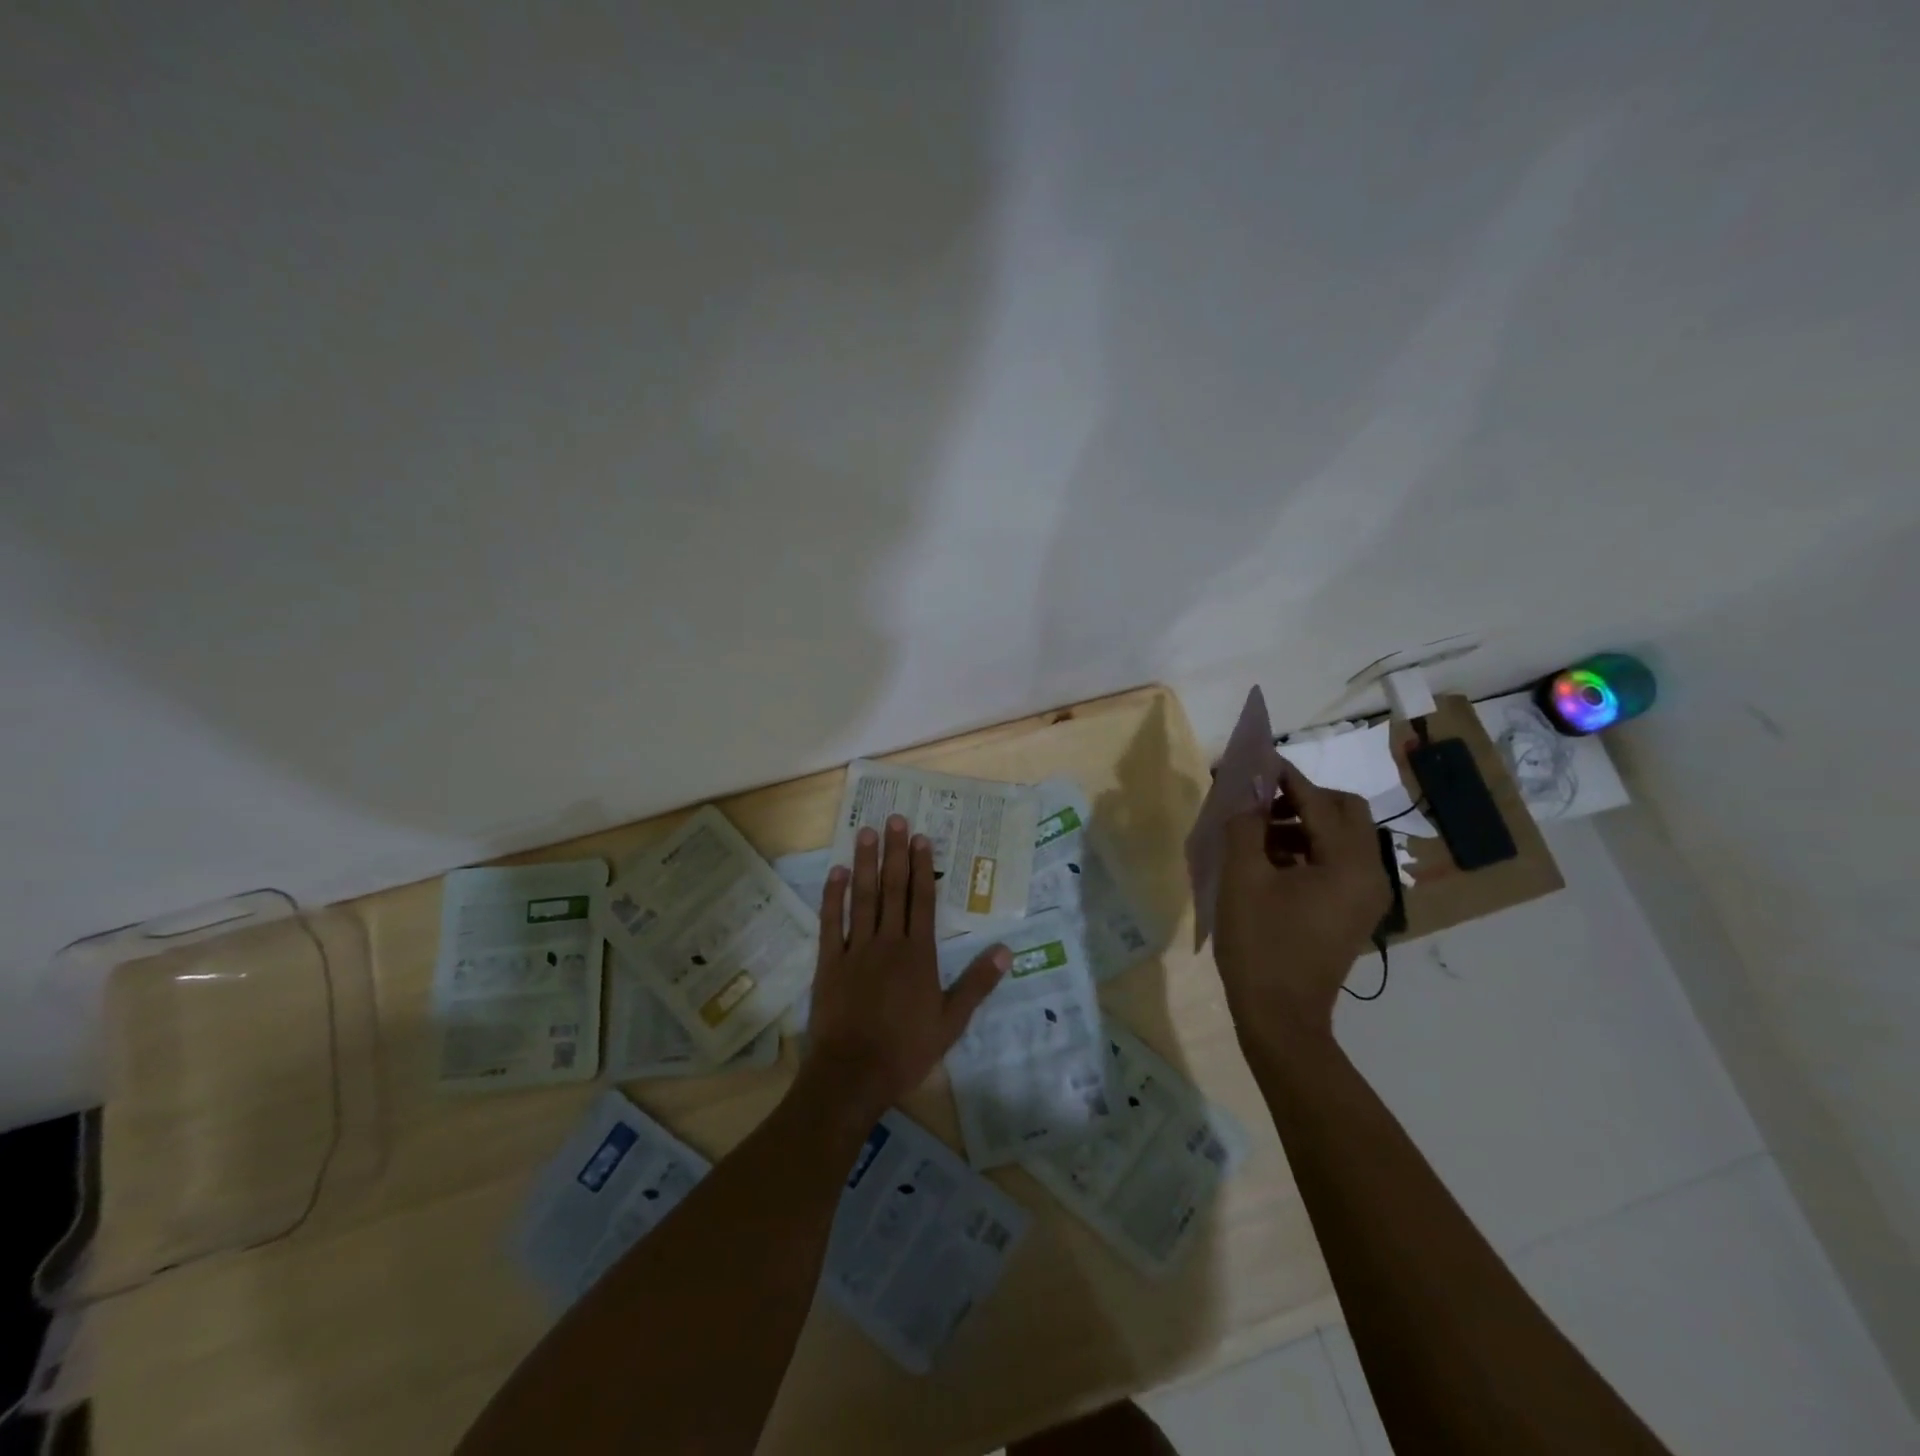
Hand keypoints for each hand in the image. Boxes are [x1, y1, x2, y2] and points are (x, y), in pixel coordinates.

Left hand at [803, 814, 1008, 1119]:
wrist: (853, 1074)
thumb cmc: (906, 1050)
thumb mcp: (952, 1022)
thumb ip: (977, 983)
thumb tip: (1006, 950)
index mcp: (918, 954)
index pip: (922, 900)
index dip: (922, 866)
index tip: (920, 837)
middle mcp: (887, 942)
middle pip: (893, 889)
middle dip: (895, 853)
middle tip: (894, 819)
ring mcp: (855, 950)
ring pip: (862, 898)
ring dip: (864, 864)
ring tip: (866, 832)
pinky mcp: (828, 962)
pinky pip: (830, 923)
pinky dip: (832, 897)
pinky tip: (835, 873)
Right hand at [1214, 758, 1389, 1045]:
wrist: (1281, 1018)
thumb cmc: (1260, 946)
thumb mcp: (1242, 879)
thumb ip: (1245, 826)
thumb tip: (1245, 795)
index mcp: (1347, 863)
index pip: (1318, 801)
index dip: (1284, 777)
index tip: (1254, 761)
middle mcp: (1368, 874)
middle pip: (1344, 813)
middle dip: (1302, 798)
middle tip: (1259, 801)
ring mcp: (1364, 896)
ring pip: (1341, 837)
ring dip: (1302, 823)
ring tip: (1255, 833)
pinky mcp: (1352, 912)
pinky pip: (1336, 863)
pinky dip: (1306, 850)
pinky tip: (1268, 861)